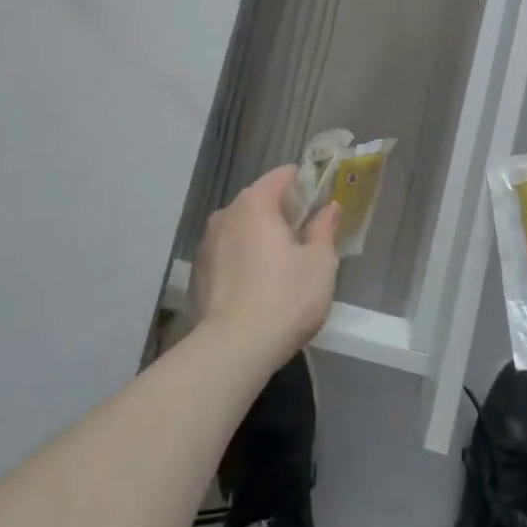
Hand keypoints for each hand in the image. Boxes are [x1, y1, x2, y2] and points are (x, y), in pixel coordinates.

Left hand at [191, 166, 338, 372]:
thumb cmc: (283, 298)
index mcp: (255, 203)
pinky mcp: (198, 273)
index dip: (305, 183)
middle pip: (260, 201)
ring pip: (242, 229)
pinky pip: (229, 254)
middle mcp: (226, 214)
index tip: (321, 201)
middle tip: (307, 236)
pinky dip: (244, 260)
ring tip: (283, 265)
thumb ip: (324, 229)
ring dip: (261, 237)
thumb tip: (327, 209)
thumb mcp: (319, 263)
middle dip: (283, 213)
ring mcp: (207, 244)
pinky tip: (258, 287)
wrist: (231, 351)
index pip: (282, 175)